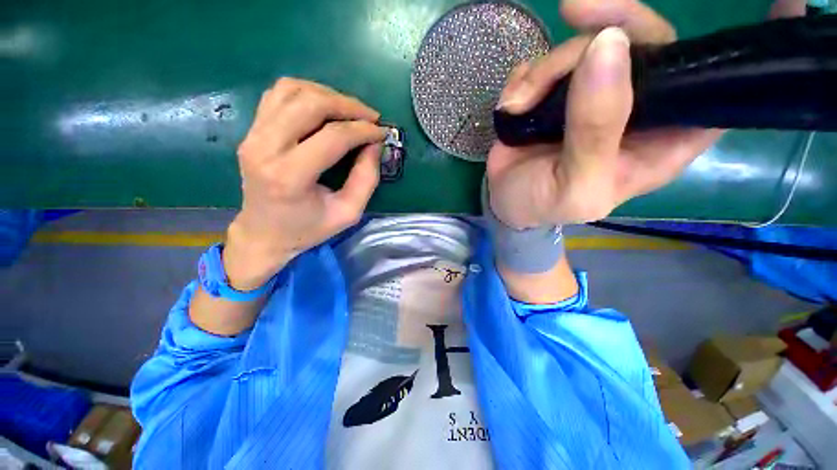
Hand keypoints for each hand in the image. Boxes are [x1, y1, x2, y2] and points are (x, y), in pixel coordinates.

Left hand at [224, 79, 385, 289]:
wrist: (264, 233)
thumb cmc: (308, 228)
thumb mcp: (348, 213)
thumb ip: (366, 179)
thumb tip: (374, 144)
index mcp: (290, 176)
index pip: (332, 137)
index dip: (363, 130)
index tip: (382, 132)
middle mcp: (265, 148)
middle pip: (310, 104)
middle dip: (348, 105)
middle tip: (370, 117)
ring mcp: (253, 135)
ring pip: (292, 90)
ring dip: (327, 95)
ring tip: (350, 111)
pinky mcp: (251, 131)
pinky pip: (278, 94)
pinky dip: (306, 93)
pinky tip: (324, 107)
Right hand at [486, 0, 721, 228]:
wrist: (502, 199)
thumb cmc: (542, 204)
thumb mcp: (574, 185)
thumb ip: (596, 130)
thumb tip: (609, 46)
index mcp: (661, 139)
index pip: (704, 83)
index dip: (685, 55)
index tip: (638, 43)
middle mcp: (636, 107)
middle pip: (641, 42)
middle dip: (596, 38)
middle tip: (559, 50)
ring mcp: (593, 92)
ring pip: (587, 43)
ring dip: (545, 68)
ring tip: (520, 105)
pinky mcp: (557, 89)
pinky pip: (548, 57)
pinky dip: (525, 76)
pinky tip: (514, 106)